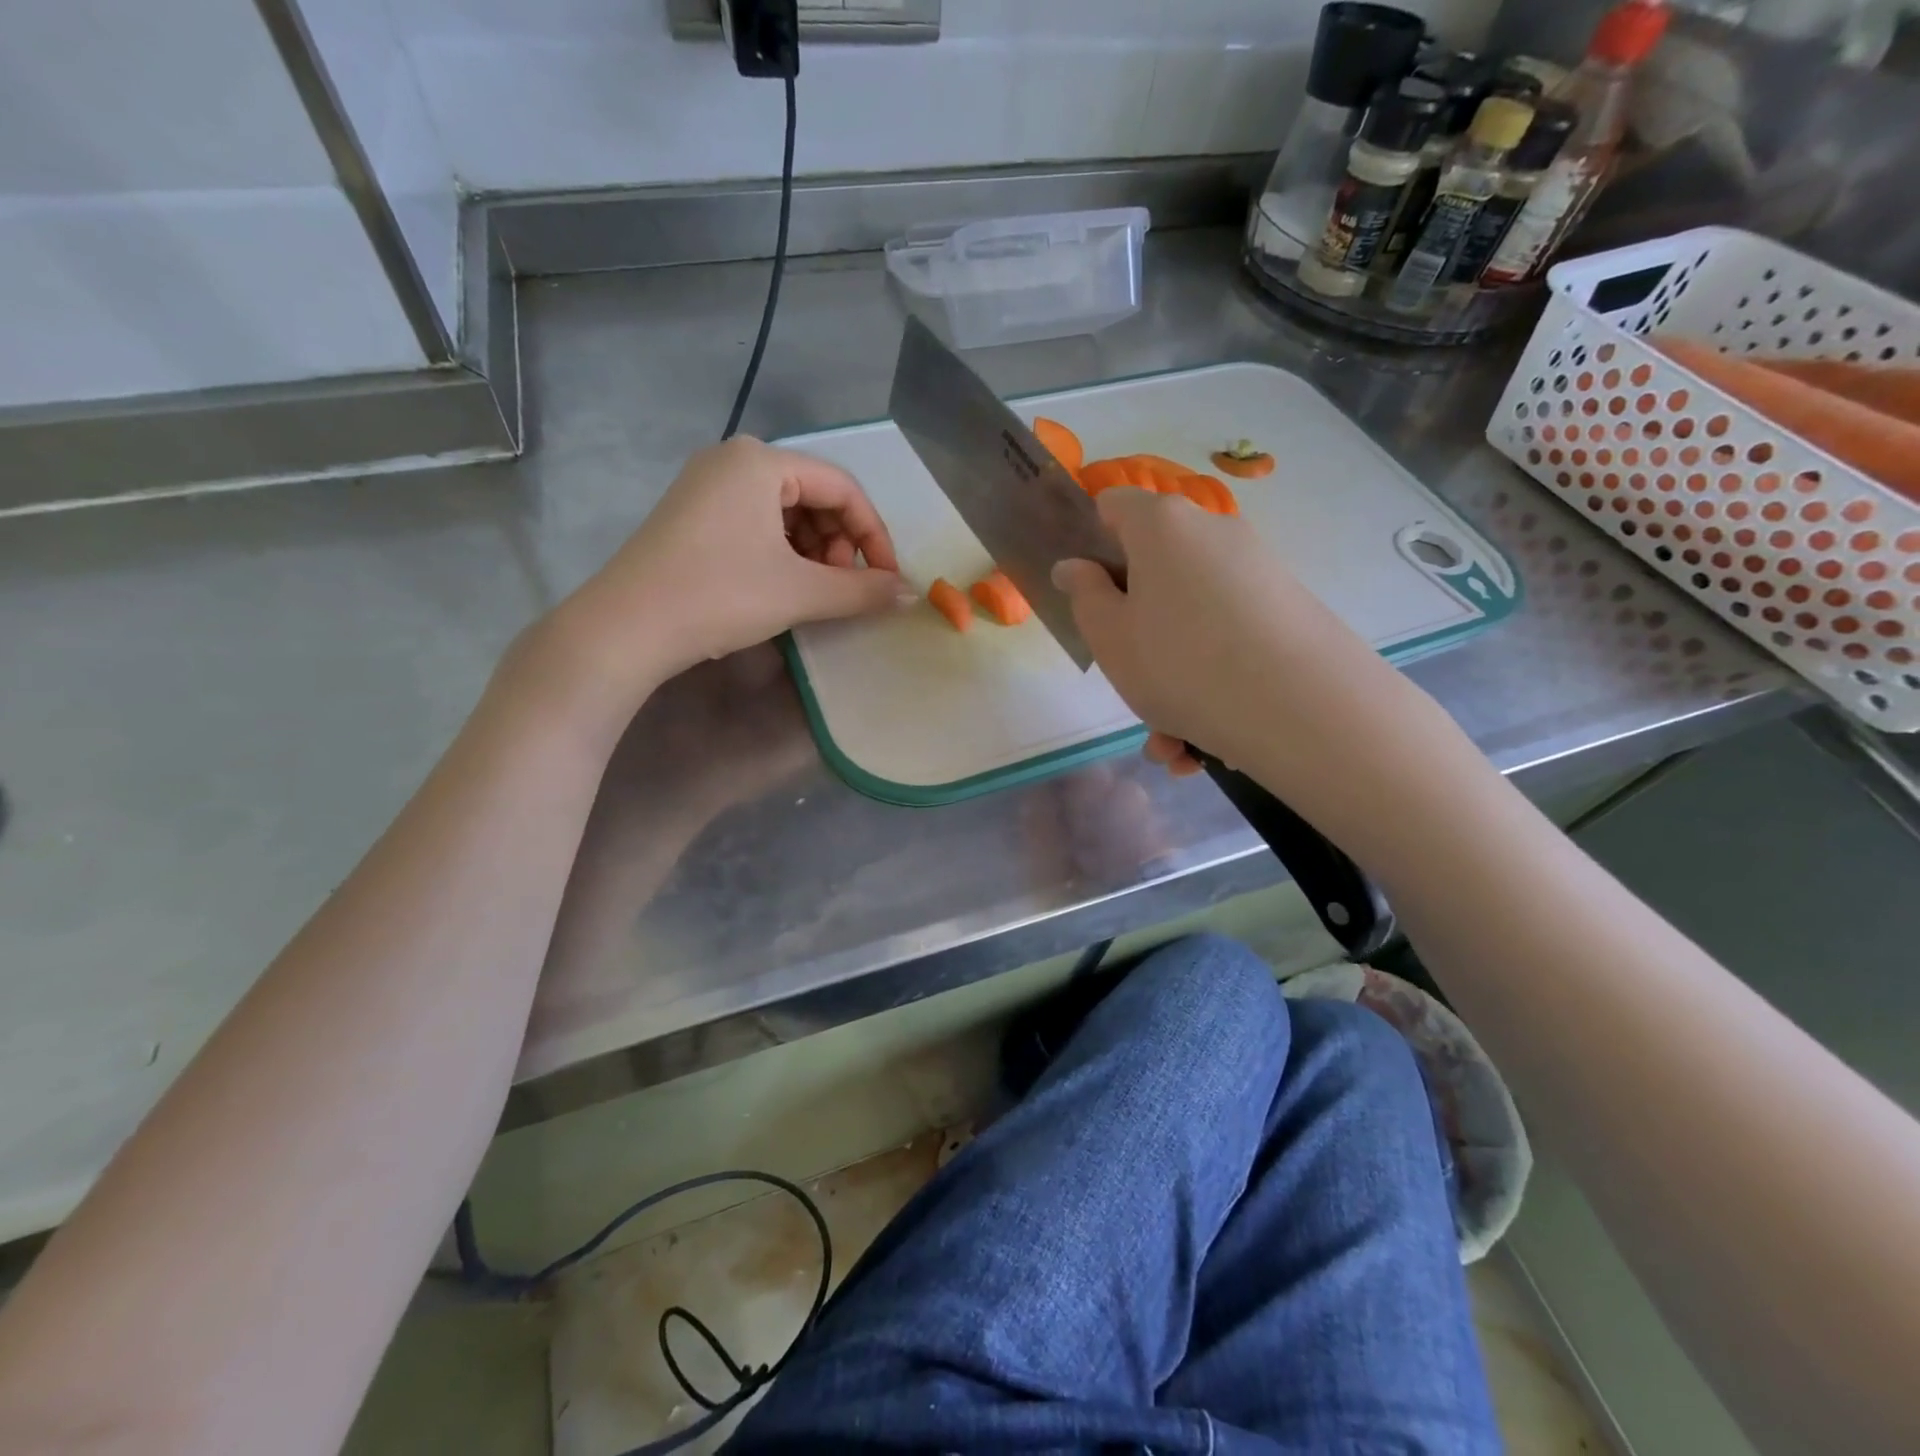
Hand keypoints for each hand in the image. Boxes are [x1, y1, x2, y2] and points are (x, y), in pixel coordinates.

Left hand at [537, 438, 908, 718]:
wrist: (627, 627)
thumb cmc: (720, 596)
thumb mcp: (801, 592)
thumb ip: (863, 590)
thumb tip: (910, 594)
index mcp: (761, 461)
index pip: (843, 487)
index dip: (873, 535)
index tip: (885, 579)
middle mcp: (733, 460)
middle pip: (815, 496)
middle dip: (839, 544)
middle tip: (842, 588)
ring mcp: (707, 486)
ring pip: (786, 513)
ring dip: (813, 552)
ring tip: (813, 592)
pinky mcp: (692, 515)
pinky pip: (757, 524)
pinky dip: (782, 553)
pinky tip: (781, 586)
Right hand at [1052, 488, 1470, 855]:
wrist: (1302, 708)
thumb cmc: (1180, 664)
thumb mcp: (1110, 637)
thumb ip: (1084, 596)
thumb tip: (1074, 566)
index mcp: (1162, 527)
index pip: (1113, 506)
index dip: (1092, 542)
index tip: (1088, 594)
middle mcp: (1213, 533)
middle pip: (1156, 571)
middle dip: (1137, 631)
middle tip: (1132, 683)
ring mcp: (1257, 569)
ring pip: (1192, 619)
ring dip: (1172, 678)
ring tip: (1172, 745)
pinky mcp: (1289, 609)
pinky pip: (1230, 640)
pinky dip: (1212, 684)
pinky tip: (1205, 744)